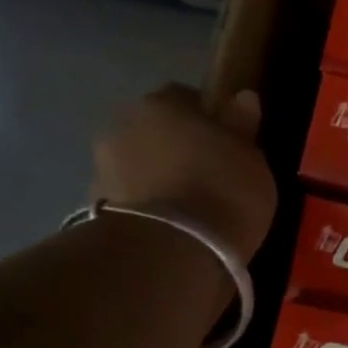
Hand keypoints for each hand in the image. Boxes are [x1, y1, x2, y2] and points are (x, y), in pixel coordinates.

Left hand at [92, 85, 277, 261]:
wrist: (173, 250)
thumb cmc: (222, 190)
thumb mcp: (251, 157)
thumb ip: (242, 125)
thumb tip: (243, 97)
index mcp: (160, 104)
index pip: (185, 97)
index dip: (208, 118)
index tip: (227, 142)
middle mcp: (122, 126)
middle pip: (156, 131)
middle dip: (177, 147)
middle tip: (209, 175)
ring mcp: (103, 168)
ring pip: (140, 165)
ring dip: (158, 178)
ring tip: (190, 208)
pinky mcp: (96, 210)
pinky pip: (132, 200)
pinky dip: (148, 208)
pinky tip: (172, 228)